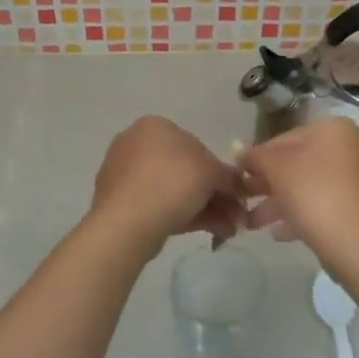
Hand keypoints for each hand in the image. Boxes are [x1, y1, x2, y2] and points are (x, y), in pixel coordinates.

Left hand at [89, 117, 245, 247]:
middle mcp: (136, 144)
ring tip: (227, 228)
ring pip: (173, 190)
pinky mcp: (120, 202)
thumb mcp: (212, 173)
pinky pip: (158, 205)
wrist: (127, 222)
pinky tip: (208, 231)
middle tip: (234, 214)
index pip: (196, 144)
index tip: (235, 192)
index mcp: (154, 126)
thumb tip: (239, 185)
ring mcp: (124, 174)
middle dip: (213, 193)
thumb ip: (229, 177)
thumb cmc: (172, 183)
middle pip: (185, 169)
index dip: (219, 170)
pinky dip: (184, 215)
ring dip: (204, 207)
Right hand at [239, 118, 358, 261]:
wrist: (352, 241)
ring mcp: (355, 180)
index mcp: (333, 129)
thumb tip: (241, 154)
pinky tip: (277, 233)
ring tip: (252, 222)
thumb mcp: (274, 167)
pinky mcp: (356, 208)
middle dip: (267, 183)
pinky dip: (299, 215)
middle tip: (244, 198)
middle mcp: (349, 149)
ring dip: (278, 203)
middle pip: (297, 163)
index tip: (240, 175)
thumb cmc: (311, 192)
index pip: (285, 138)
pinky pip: (321, 205)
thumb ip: (255, 156)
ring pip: (307, 186)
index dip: (259, 156)